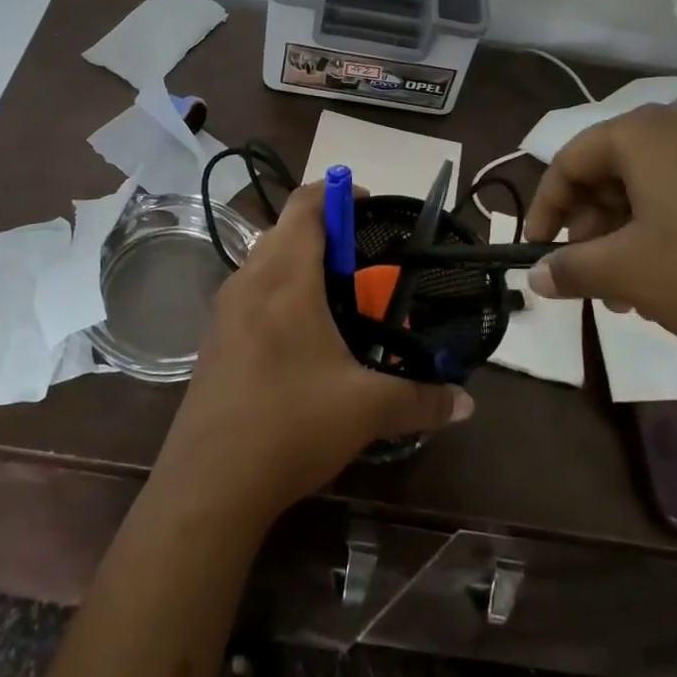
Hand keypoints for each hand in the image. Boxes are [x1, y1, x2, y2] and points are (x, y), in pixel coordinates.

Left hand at [155, 183, 472, 525]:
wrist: (209, 483)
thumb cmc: (291, 423)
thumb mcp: (366, 408)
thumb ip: (421, 398)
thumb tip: (467, 403)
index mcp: (285, 276)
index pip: (306, 205)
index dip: (337, 192)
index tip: (368, 204)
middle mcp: (249, 279)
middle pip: (284, 229)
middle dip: (323, 232)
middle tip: (362, 259)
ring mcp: (224, 310)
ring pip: (264, 261)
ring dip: (298, 262)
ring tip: (336, 296)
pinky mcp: (213, 339)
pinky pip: (250, 293)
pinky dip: (278, 292)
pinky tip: (300, 337)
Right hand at [525, 106, 676, 397]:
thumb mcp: (626, 273)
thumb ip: (569, 268)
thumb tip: (534, 276)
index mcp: (648, 133)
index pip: (572, 158)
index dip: (546, 206)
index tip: (536, 248)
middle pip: (617, 169)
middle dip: (593, 225)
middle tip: (587, 275)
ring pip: (661, 186)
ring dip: (631, 234)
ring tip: (630, 290)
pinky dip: (675, 230)